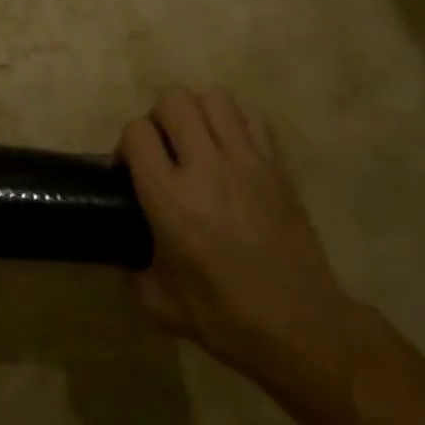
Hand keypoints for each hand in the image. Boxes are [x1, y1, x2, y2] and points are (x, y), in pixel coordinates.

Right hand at [121, 88, 352, 384]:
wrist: (301, 326)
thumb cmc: (224, 316)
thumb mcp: (158, 302)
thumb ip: (132, 269)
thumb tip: (124, 253)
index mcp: (169, 197)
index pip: (137, 132)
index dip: (127, 144)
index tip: (131, 168)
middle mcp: (205, 167)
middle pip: (174, 100)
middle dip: (159, 117)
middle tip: (164, 149)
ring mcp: (246, 161)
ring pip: (214, 98)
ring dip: (198, 113)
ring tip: (198, 143)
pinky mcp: (277, 167)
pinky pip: (251, 119)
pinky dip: (235, 124)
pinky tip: (231, 152)